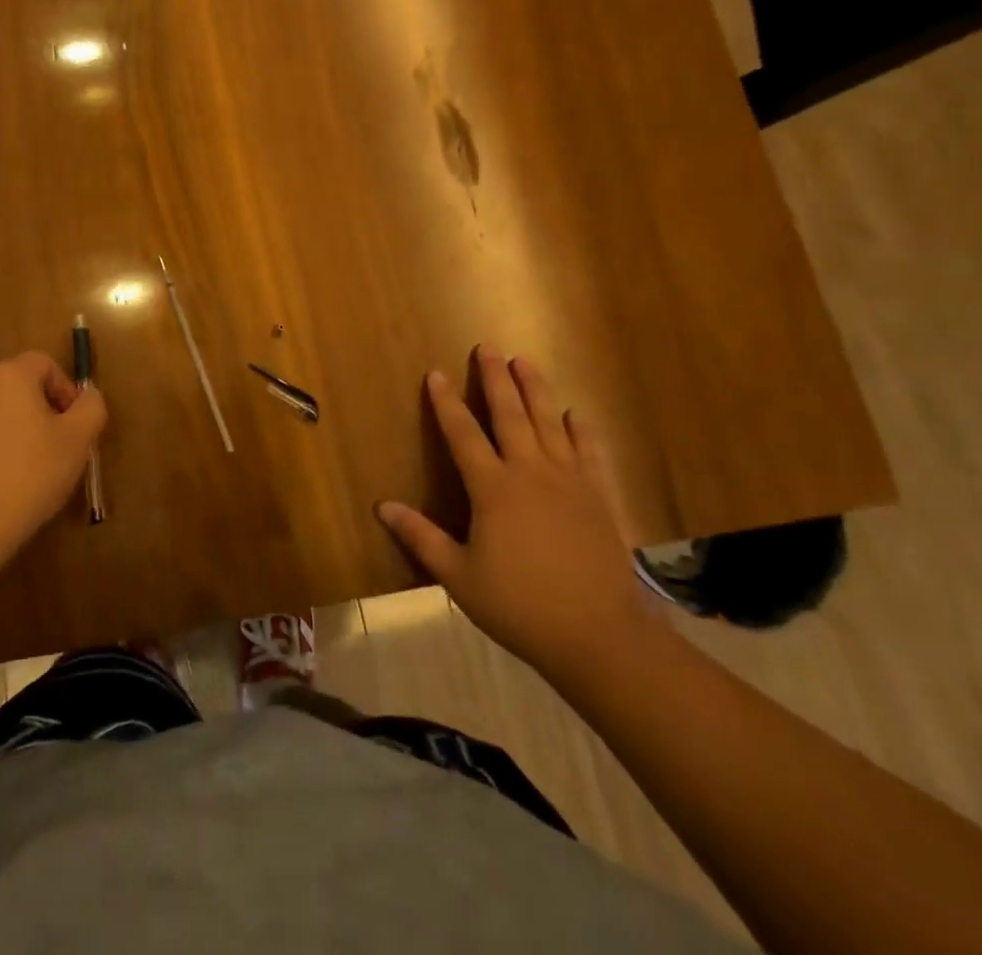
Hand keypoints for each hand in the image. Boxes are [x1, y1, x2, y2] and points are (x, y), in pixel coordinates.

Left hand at [0, 351, 106, 574]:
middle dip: (43, 414)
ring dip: (18, 434)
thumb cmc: (27, 476)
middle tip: (58, 452)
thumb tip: (87, 398)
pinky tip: (1, 487)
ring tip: (30, 474)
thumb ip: (91, 409)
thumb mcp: (77, 441)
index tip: (74, 427)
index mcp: (8, 376)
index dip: (66, 390)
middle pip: (19, 388)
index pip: (44, 364)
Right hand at [377, 347, 662, 685]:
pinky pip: (588, 451)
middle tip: (488, 347)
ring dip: (536, 389)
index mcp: (493, 489)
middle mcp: (530, 472)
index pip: (463, 434)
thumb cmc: (520, 605)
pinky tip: (576, 413)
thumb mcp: (459, 576)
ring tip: (525, 361)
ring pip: (549, 422)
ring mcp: (569, 481)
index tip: (436, 373)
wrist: (598, 634)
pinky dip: (581, 429)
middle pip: (509, 415)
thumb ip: (421, 537)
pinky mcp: (598, 496)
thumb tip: (382, 506)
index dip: (446, 403)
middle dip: (496, 379)